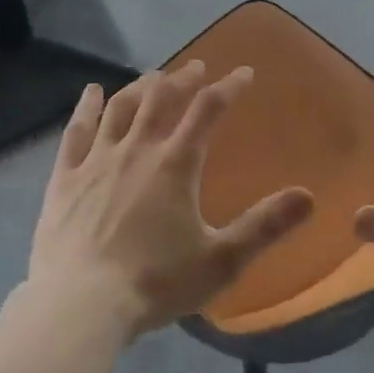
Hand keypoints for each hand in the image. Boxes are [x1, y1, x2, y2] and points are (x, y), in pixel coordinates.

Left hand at [28, 62, 314, 340]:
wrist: (79, 305)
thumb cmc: (155, 283)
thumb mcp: (220, 260)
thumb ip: (264, 226)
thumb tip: (308, 196)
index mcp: (175, 164)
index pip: (208, 110)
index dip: (229, 87)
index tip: (244, 73)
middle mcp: (137, 150)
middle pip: (162, 98)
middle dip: (183, 79)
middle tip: (196, 67)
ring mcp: (96, 160)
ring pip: (121, 107)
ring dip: (140, 86)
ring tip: (153, 76)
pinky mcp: (64, 178)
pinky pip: (76, 131)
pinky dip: (86, 107)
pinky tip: (91, 92)